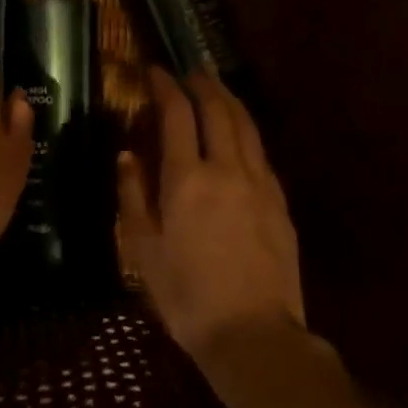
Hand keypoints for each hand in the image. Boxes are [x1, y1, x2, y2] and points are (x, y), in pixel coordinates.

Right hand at [118, 69, 305, 363]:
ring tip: (215, 87)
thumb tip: (127, 155)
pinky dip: (246, 130)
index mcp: (187, 179)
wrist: (255, 335)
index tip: (155, 71)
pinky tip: (239, 134)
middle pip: (218, 109)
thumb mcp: (144, 251)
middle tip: (188, 71)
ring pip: (246, 125)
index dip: (166, 86)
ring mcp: (260, 183)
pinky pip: (261, 151)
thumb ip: (133, 196)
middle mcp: (227, 169)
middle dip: (202, 83)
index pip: (178, 114)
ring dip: (228, 99)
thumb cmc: (188, 297)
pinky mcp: (280, 201)